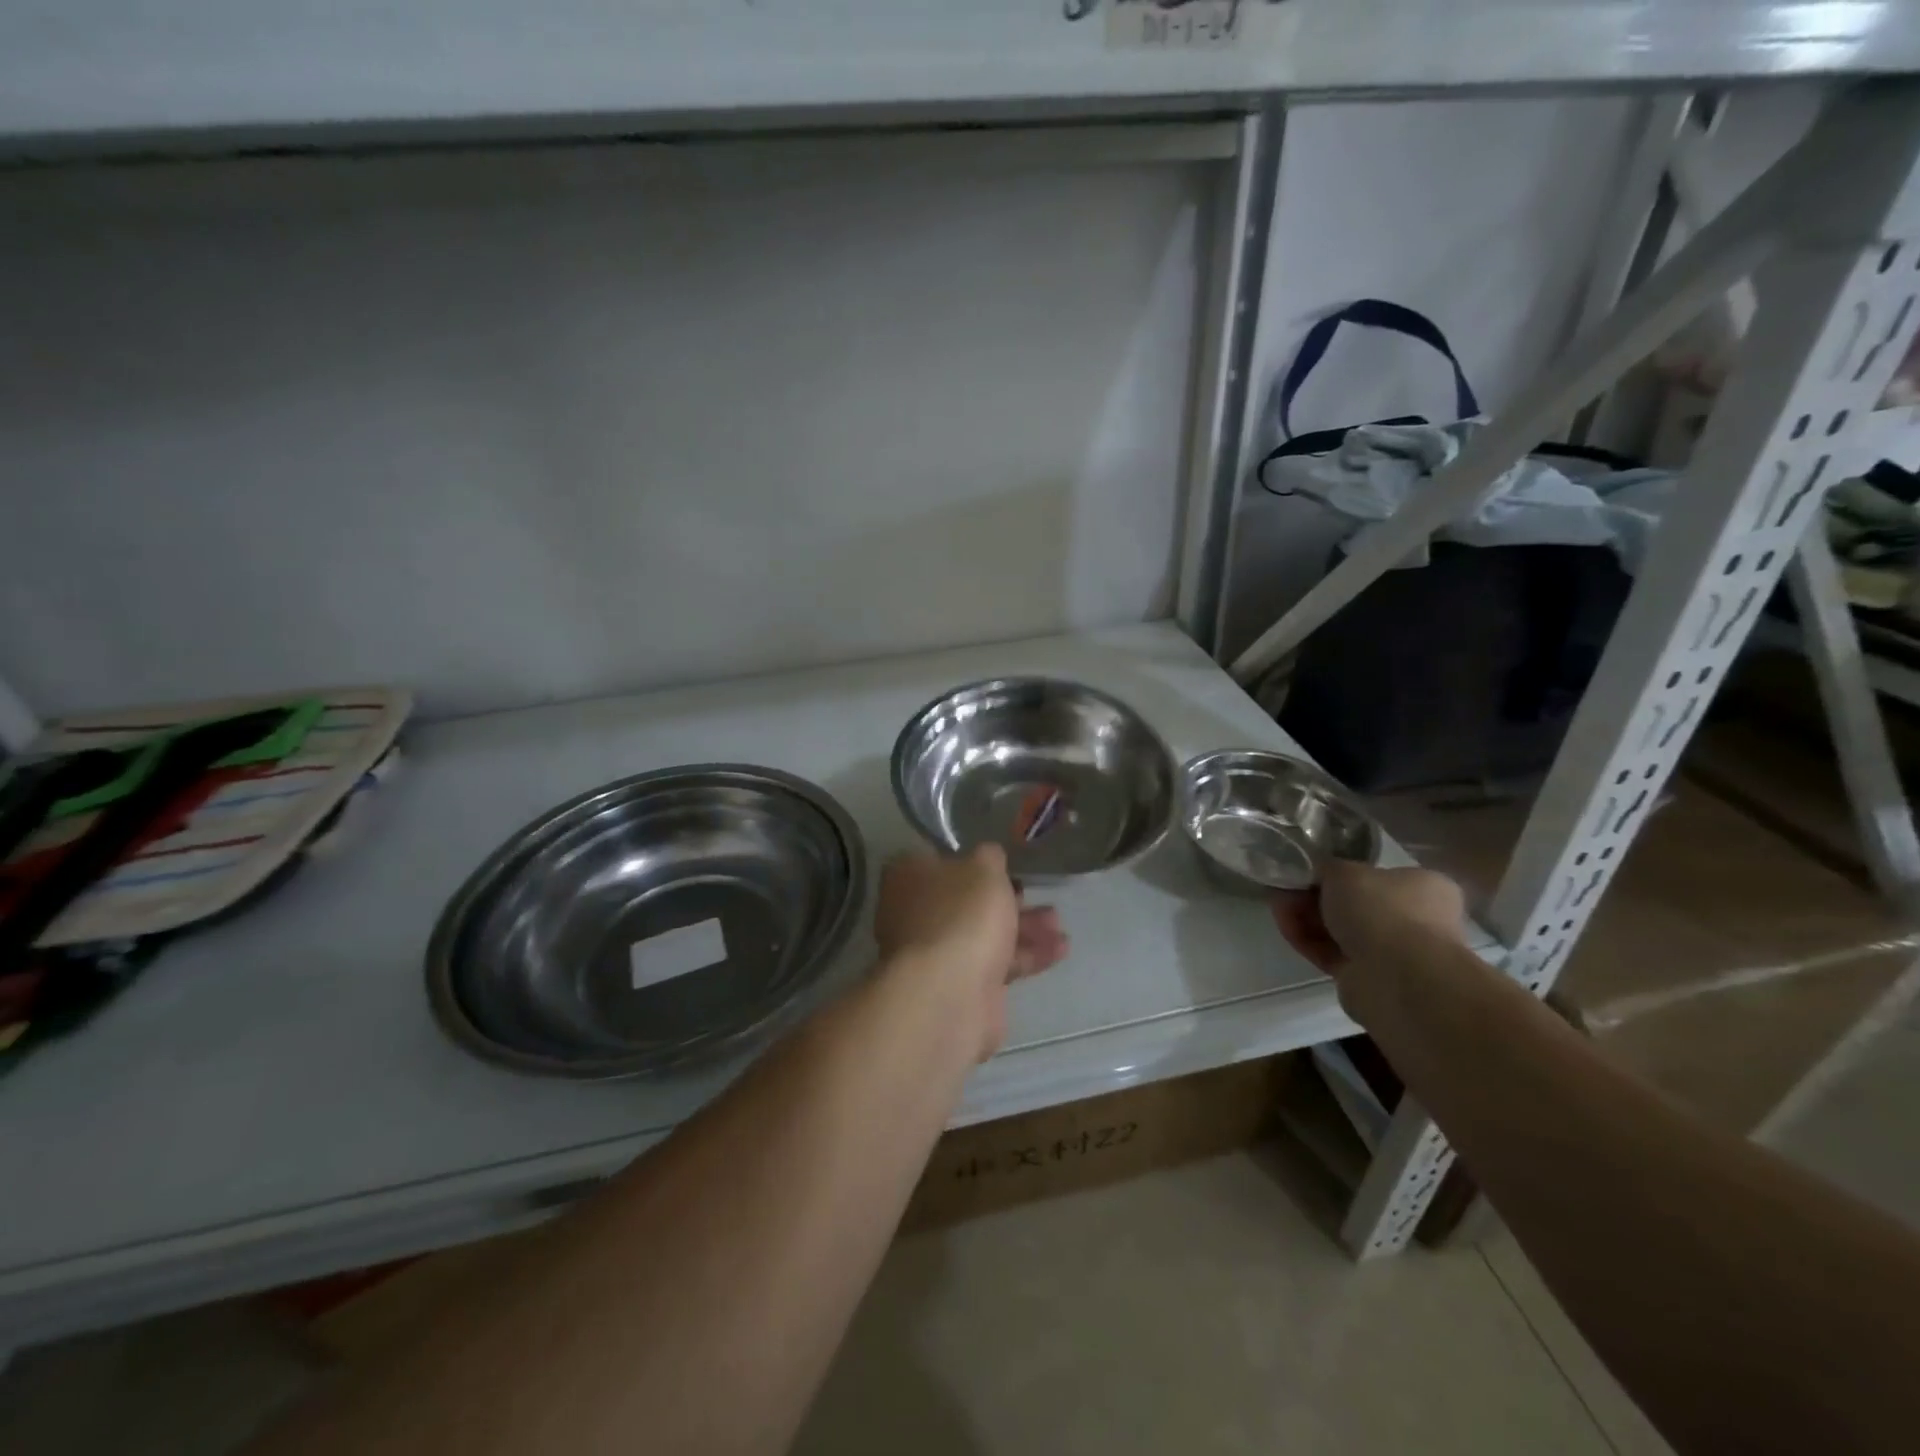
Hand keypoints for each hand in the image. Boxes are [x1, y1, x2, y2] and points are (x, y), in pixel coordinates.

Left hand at [873, 845, 1068, 1060]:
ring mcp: (935, 954)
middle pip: (964, 900)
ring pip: (983, 933)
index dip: (969, 859)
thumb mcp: (983, 868)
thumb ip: (989, 857)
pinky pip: (996, 964)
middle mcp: (915, 913)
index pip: (936, 859)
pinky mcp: (960, 987)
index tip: (1000, 862)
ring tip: (1057, 923)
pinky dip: (1026, 955)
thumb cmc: (962, 915)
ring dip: (1023, 927)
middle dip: (1005, 898)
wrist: (949, 995)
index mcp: (908, 877)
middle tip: (1035, 892)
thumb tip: (987, 857)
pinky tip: (1059, 950)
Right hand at [1270, 861, 1465, 976]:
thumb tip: (1315, 869)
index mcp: (1423, 888)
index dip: (1336, 873)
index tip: (1307, 871)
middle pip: (1352, 904)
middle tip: (1286, 888)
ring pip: (1339, 930)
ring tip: (1278, 907)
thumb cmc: (1381, 909)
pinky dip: (1308, 941)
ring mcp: (1391, 952)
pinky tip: (1285, 928)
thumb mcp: (1345, 871)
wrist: (1396, 977)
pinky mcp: (1366, 978)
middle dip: (1314, 896)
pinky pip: (1331, 953)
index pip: (1375, 876)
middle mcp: (1413, 920)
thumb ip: (1326, 867)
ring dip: (1306, 918)